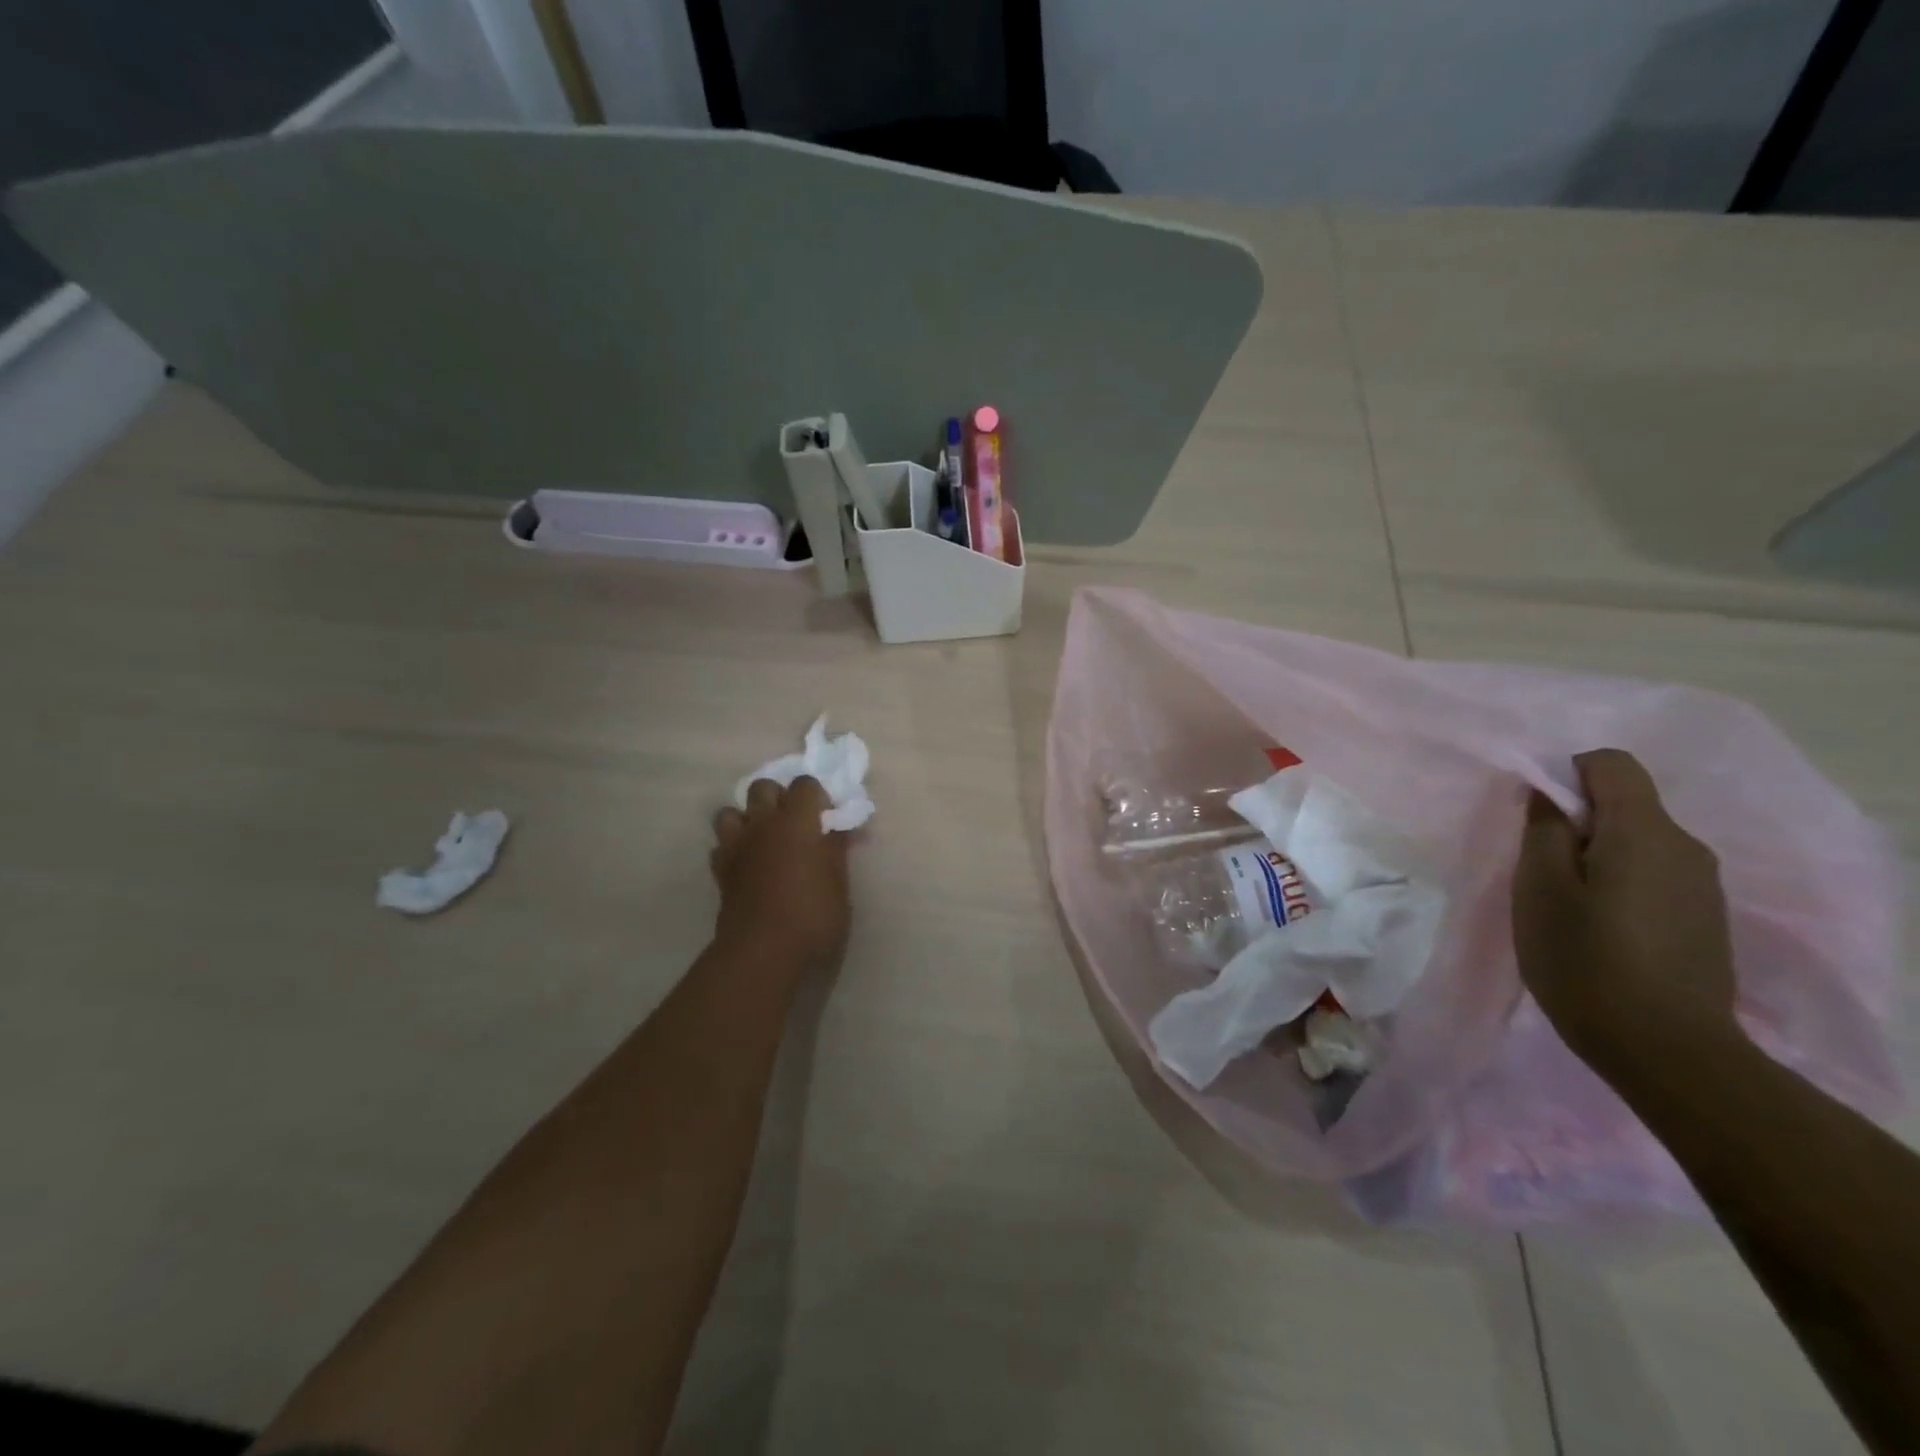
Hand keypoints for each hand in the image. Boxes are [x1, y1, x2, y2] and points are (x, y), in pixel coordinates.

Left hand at [711, 776, 851, 976]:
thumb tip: (838, 827)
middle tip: (795, 823)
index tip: (828, 816)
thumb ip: (836, 848)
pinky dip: (733, 848)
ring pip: (731, 811)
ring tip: (764, 839)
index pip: (805, 784)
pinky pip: (721, 845)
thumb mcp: (838, 882)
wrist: (763, 952)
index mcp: (797, 820)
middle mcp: (763, 823)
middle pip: (763, 787)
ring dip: (747, 819)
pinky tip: (748, 865)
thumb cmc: (813, 915)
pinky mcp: (720, 870)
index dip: (817, 796)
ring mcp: (736, 845)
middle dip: (778, 797)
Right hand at [1512, 748, 1737, 1070]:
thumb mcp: (1539, 888)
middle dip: (1578, 822)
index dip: (1566, 774)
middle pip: (1626, 805)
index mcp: (1644, 831)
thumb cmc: (1585, 958)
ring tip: (1567, 906)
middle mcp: (1686, 847)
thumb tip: (1548, 794)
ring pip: (1639, 844)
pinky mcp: (1706, 920)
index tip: (1537, 816)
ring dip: (1597, 857)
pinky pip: (1655, 877)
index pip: (1611, 764)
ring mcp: (1704, 887)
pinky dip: (1620, 884)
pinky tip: (1600, 930)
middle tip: (1539, 870)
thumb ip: (1544, 830)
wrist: (1667, 1050)